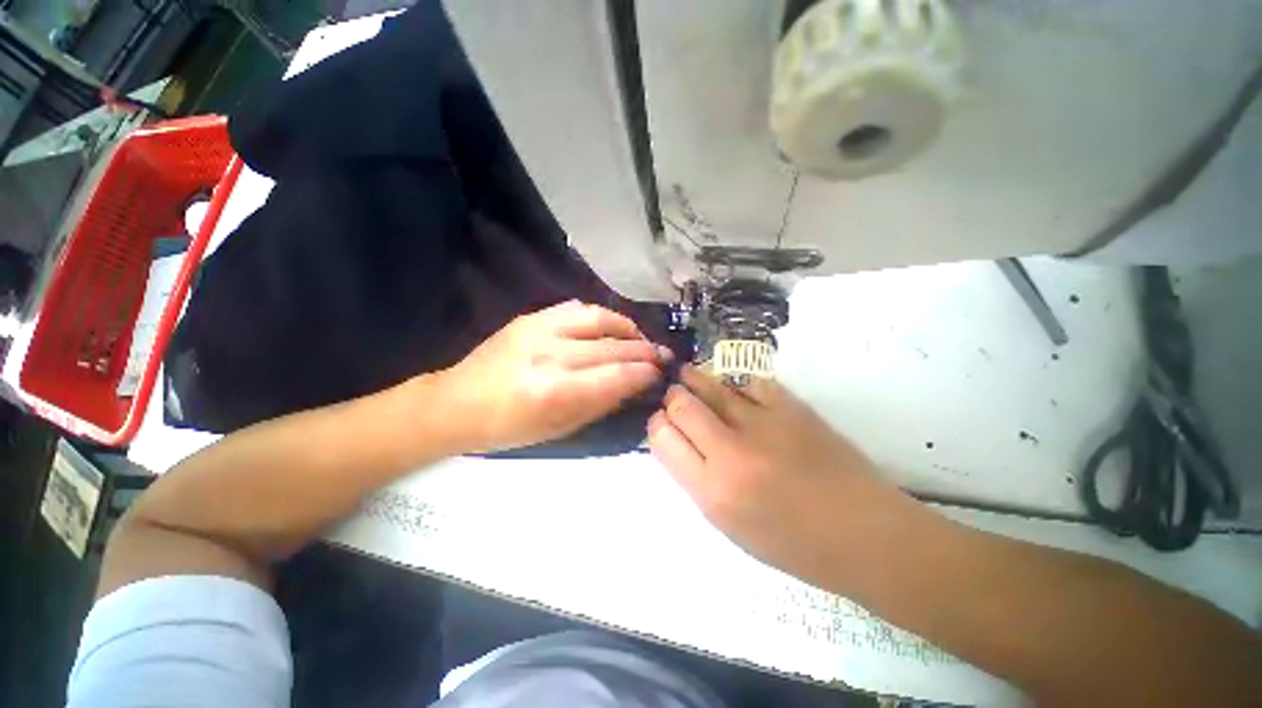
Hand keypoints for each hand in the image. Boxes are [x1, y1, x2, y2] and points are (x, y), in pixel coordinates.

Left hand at [439, 301, 669, 451]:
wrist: (455, 403)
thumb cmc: (507, 429)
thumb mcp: (559, 430)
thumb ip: (600, 405)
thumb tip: (633, 386)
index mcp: (554, 393)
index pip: (616, 377)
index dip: (644, 373)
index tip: (660, 373)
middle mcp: (550, 355)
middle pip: (613, 347)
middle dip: (645, 351)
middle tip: (662, 356)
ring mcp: (538, 329)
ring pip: (600, 319)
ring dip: (628, 328)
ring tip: (640, 339)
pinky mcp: (530, 317)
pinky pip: (577, 308)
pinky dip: (602, 317)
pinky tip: (611, 328)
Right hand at [648, 366, 907, 588]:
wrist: (865, 535)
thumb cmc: (794, 544)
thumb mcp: (730, 525)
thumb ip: (697, 479)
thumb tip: (677, 439)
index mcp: (713, 492)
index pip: (662, 438)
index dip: (657, 424)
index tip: (663, 423)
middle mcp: (731, 453)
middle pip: (681, 405)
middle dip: (672, 397)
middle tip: (676, 397)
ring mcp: (763, 424)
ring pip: (711, 385)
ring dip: (694, 379)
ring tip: (689, 376)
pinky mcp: (791, 407)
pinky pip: (748, 380)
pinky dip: (734, 381)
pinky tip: (733, 386)